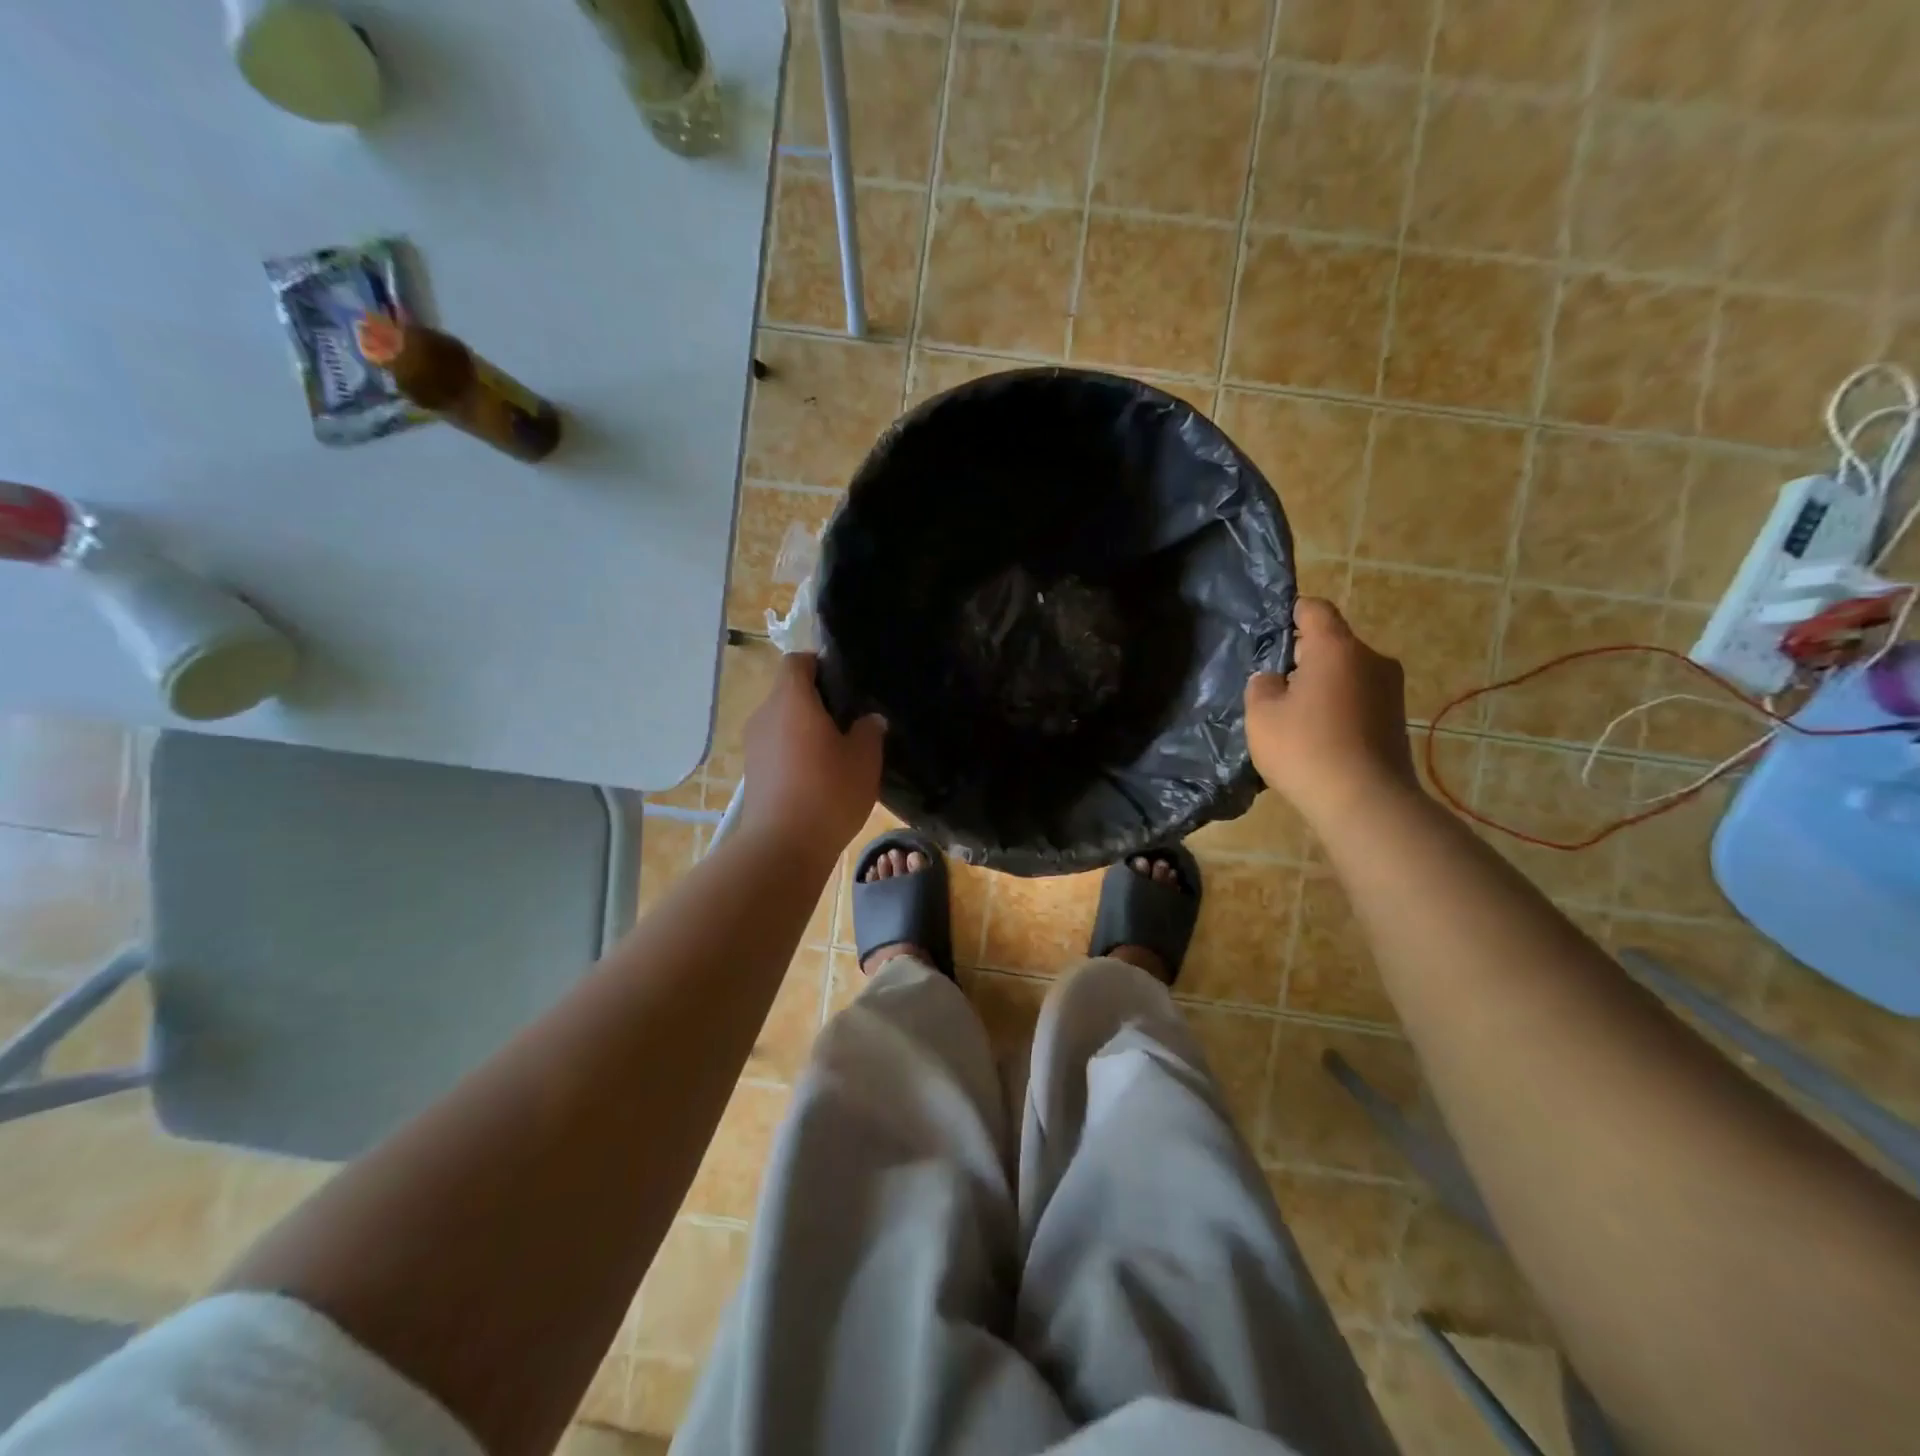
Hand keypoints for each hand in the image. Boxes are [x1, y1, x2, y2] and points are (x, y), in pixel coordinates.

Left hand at [740, 653, 885, 858]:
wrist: (783, 846)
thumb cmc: (828, 792)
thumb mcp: (864, 759)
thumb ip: (869, 730)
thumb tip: (869, 719)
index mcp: (791, 699)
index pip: (797, 661)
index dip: (820, 665)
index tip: (845, 684)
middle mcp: (765, 714)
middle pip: (788, 691)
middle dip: (817, 700)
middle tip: (849, 719)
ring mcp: (754, 744)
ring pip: (782, 721)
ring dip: (805, 728)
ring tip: (836, 749)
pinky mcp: (752, 771)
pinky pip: (776, 746)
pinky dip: (795, 750)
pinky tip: (818, 774)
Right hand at [1245, 598, 1416, 823]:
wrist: (1366, 802)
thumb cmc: (1305, 748)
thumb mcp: (1261, 715)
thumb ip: (1261, 686)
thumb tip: (1274, 680)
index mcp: (1336, 648)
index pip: (1315, 609)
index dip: (1291, 612)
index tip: (1270, 630)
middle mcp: (1371, 659)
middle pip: (1332, 643)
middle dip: (1303, 657)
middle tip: (1274, 685)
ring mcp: (1390, 690)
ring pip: (1347, 673)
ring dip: (1322, 685)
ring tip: (1295, 716)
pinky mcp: (1396, 719)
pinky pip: (1359, 698)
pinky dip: (1338, 707)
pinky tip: (1318, 737)